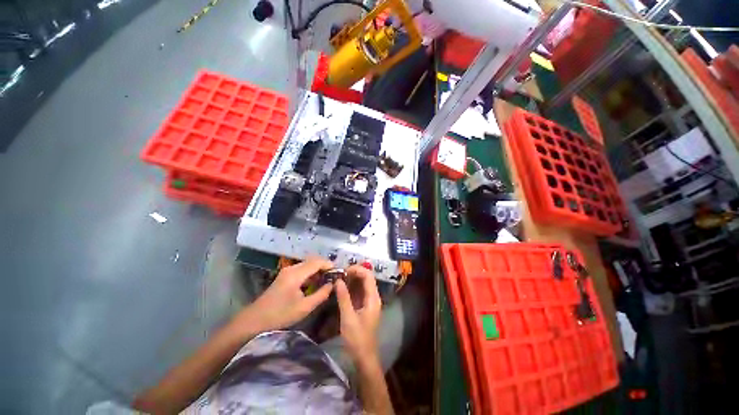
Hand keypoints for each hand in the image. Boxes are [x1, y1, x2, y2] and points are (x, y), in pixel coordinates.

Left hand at [231, 258, 333, 336]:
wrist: (254, 321)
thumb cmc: (280, 315)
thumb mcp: (304, 307)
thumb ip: (321, 295)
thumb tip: (333, 285)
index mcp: (296, 274)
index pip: (317, 262)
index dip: (329, 265)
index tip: (339, 272)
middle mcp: (292, 269)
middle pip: (312, 261)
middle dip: (325, 267)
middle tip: (334, 276)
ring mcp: (287, 272)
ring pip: (307, 265)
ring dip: (318, 270)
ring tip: (327, 280)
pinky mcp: (284, 276)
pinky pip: (302, 270)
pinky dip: (311, 273)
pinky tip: (314, 283)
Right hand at [335, 265, 381, 363]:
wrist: (364, 357)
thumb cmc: (357, 338)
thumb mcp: (348, 317)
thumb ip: (343, 297)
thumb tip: (338, 280)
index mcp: (373, 298)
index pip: (368, 276)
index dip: (357, 269)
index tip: (343, 270)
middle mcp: (373, 297)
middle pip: (366, 278)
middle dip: (354, 273)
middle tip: (339, 274)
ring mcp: (369, 302)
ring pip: (362, 284)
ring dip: (352, 280)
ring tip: (338, 278)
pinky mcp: (364, 306)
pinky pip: (359, 292)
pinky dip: (351, 288)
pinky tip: (341, 288)